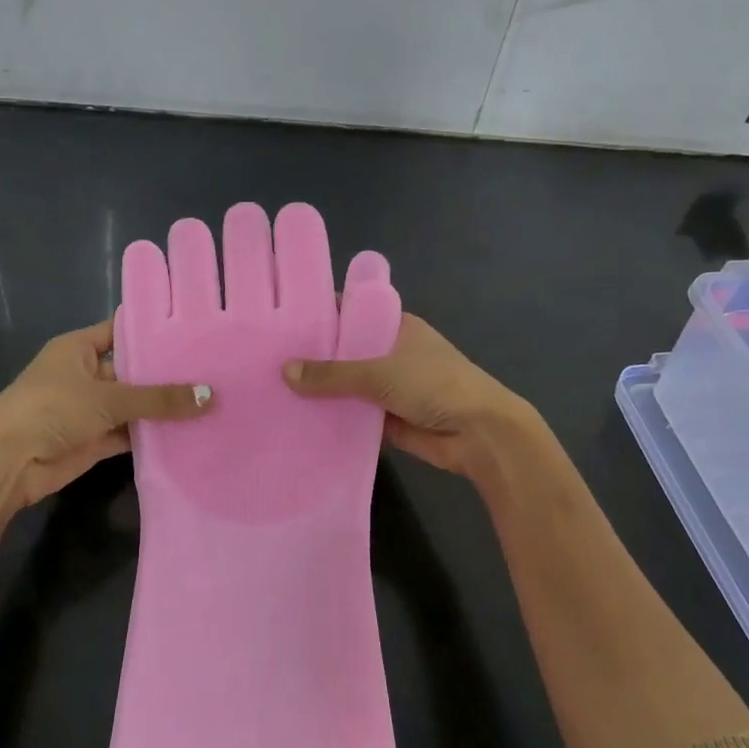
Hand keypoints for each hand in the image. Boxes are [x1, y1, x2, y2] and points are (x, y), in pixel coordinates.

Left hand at [0, 320, 212, 509]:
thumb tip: (210, 396)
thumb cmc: (52, 409)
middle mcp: (85, 374)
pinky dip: (153, 435)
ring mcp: (89, 408)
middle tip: (215, 369)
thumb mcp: (108, 398)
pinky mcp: (94, 439)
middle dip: (167, 373)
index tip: (194, 331)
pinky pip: (130, 432)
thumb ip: (159, 399)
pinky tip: (189, 432)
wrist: (7, 463)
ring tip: (210, 400)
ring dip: (163, 407)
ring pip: (133, 404)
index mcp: (79, 348)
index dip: (154, 330)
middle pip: (132, 370)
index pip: (122, 330)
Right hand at [283, 313, 531, 479]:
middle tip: (268, 360)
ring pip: (348, 386)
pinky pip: (354, 415)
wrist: (481, 434)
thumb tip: (285, 372)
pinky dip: (333, 418)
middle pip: (346, 352)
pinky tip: (299, 421)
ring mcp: (390, 387)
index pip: (352, 313)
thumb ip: (332, 375)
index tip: (282, 322)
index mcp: (396, 327)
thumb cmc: (436, 386)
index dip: (321, 316)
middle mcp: (392, 353)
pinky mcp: (388, 419)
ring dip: (321, 392)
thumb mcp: (380, 373)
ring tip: (274, 392)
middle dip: (313, 358)